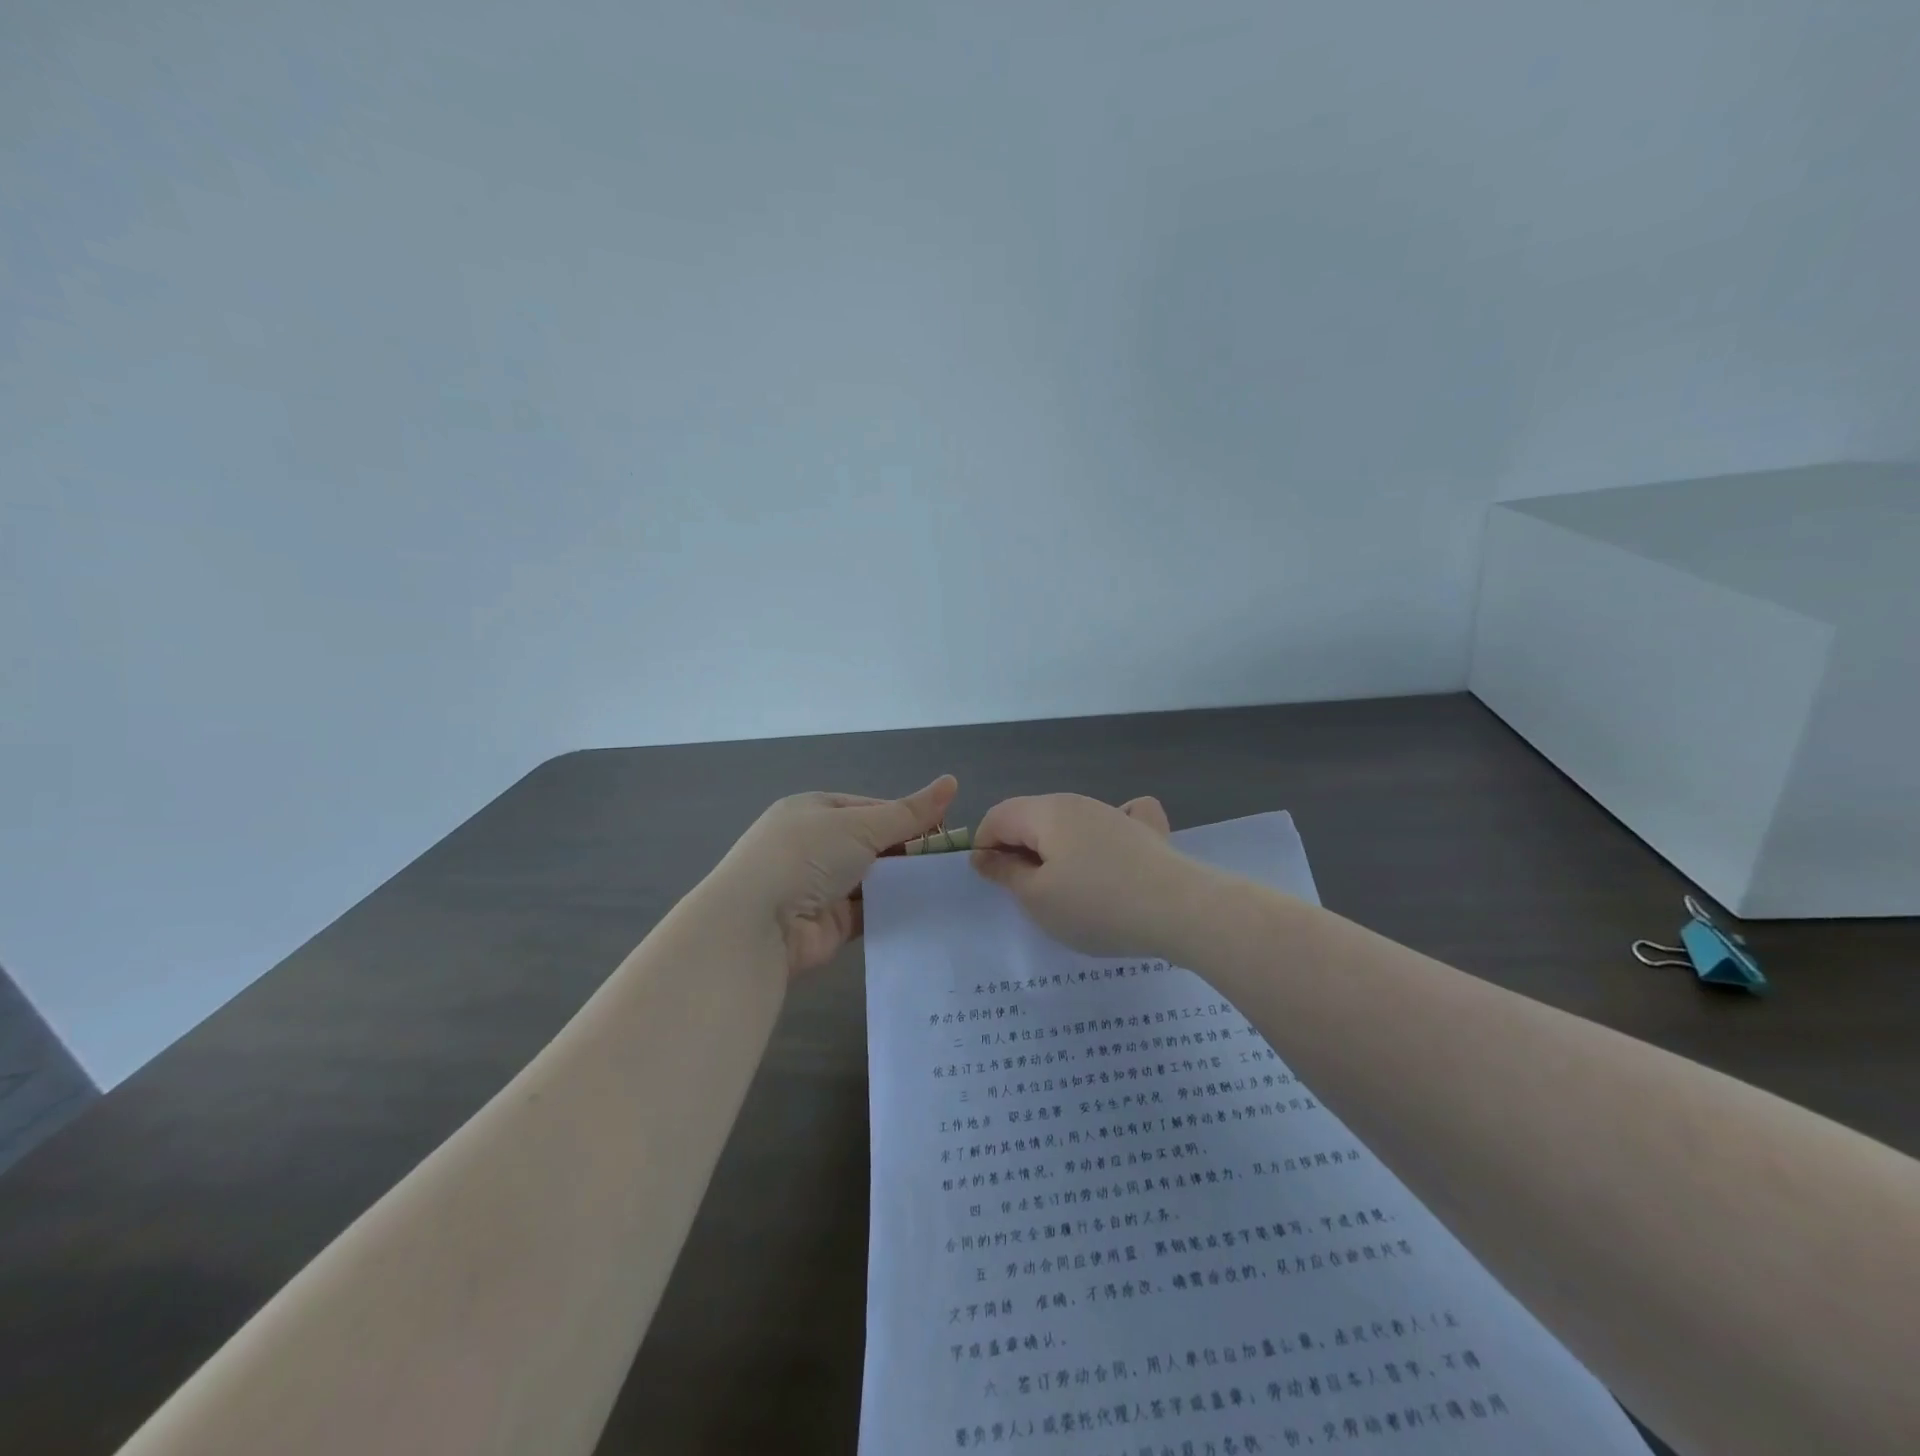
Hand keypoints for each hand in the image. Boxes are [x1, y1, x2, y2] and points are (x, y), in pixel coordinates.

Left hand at [712, 775, 958, 976]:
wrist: (758, 926)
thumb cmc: (806, 856)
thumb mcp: (861, 825)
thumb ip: (909, 812)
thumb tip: (952, 781)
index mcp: (815, 810)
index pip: (871, 808)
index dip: (908, 817)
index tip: (945, 831)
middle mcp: (815, 845)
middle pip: (874, 844)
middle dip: (909, 851)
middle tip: (952, 862)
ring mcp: (821, 886)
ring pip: (875, 879)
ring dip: (904, 882)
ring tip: (949, 885)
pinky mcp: (830, 923)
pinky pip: (871, 911)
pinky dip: (894, 910)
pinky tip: (928, 911)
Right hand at [969, 792, 1190, 956]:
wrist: (1181, 910)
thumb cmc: (1097, 905)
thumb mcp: (1037, 897)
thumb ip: (1005, 873)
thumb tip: (984, 855)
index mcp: (1046, 811)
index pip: (998, 816)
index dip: (984, 847)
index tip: (992, 883)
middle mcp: (1078, 802)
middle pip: (1032, 817)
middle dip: (1018, 849)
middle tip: (1025, 893)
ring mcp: (1114, 814)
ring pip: (1068, 824)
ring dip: (1055, 851)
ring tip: (1065, 891)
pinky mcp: (1144, 832)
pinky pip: (1110, 823)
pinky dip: (1098, 837)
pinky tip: (1107, 855)